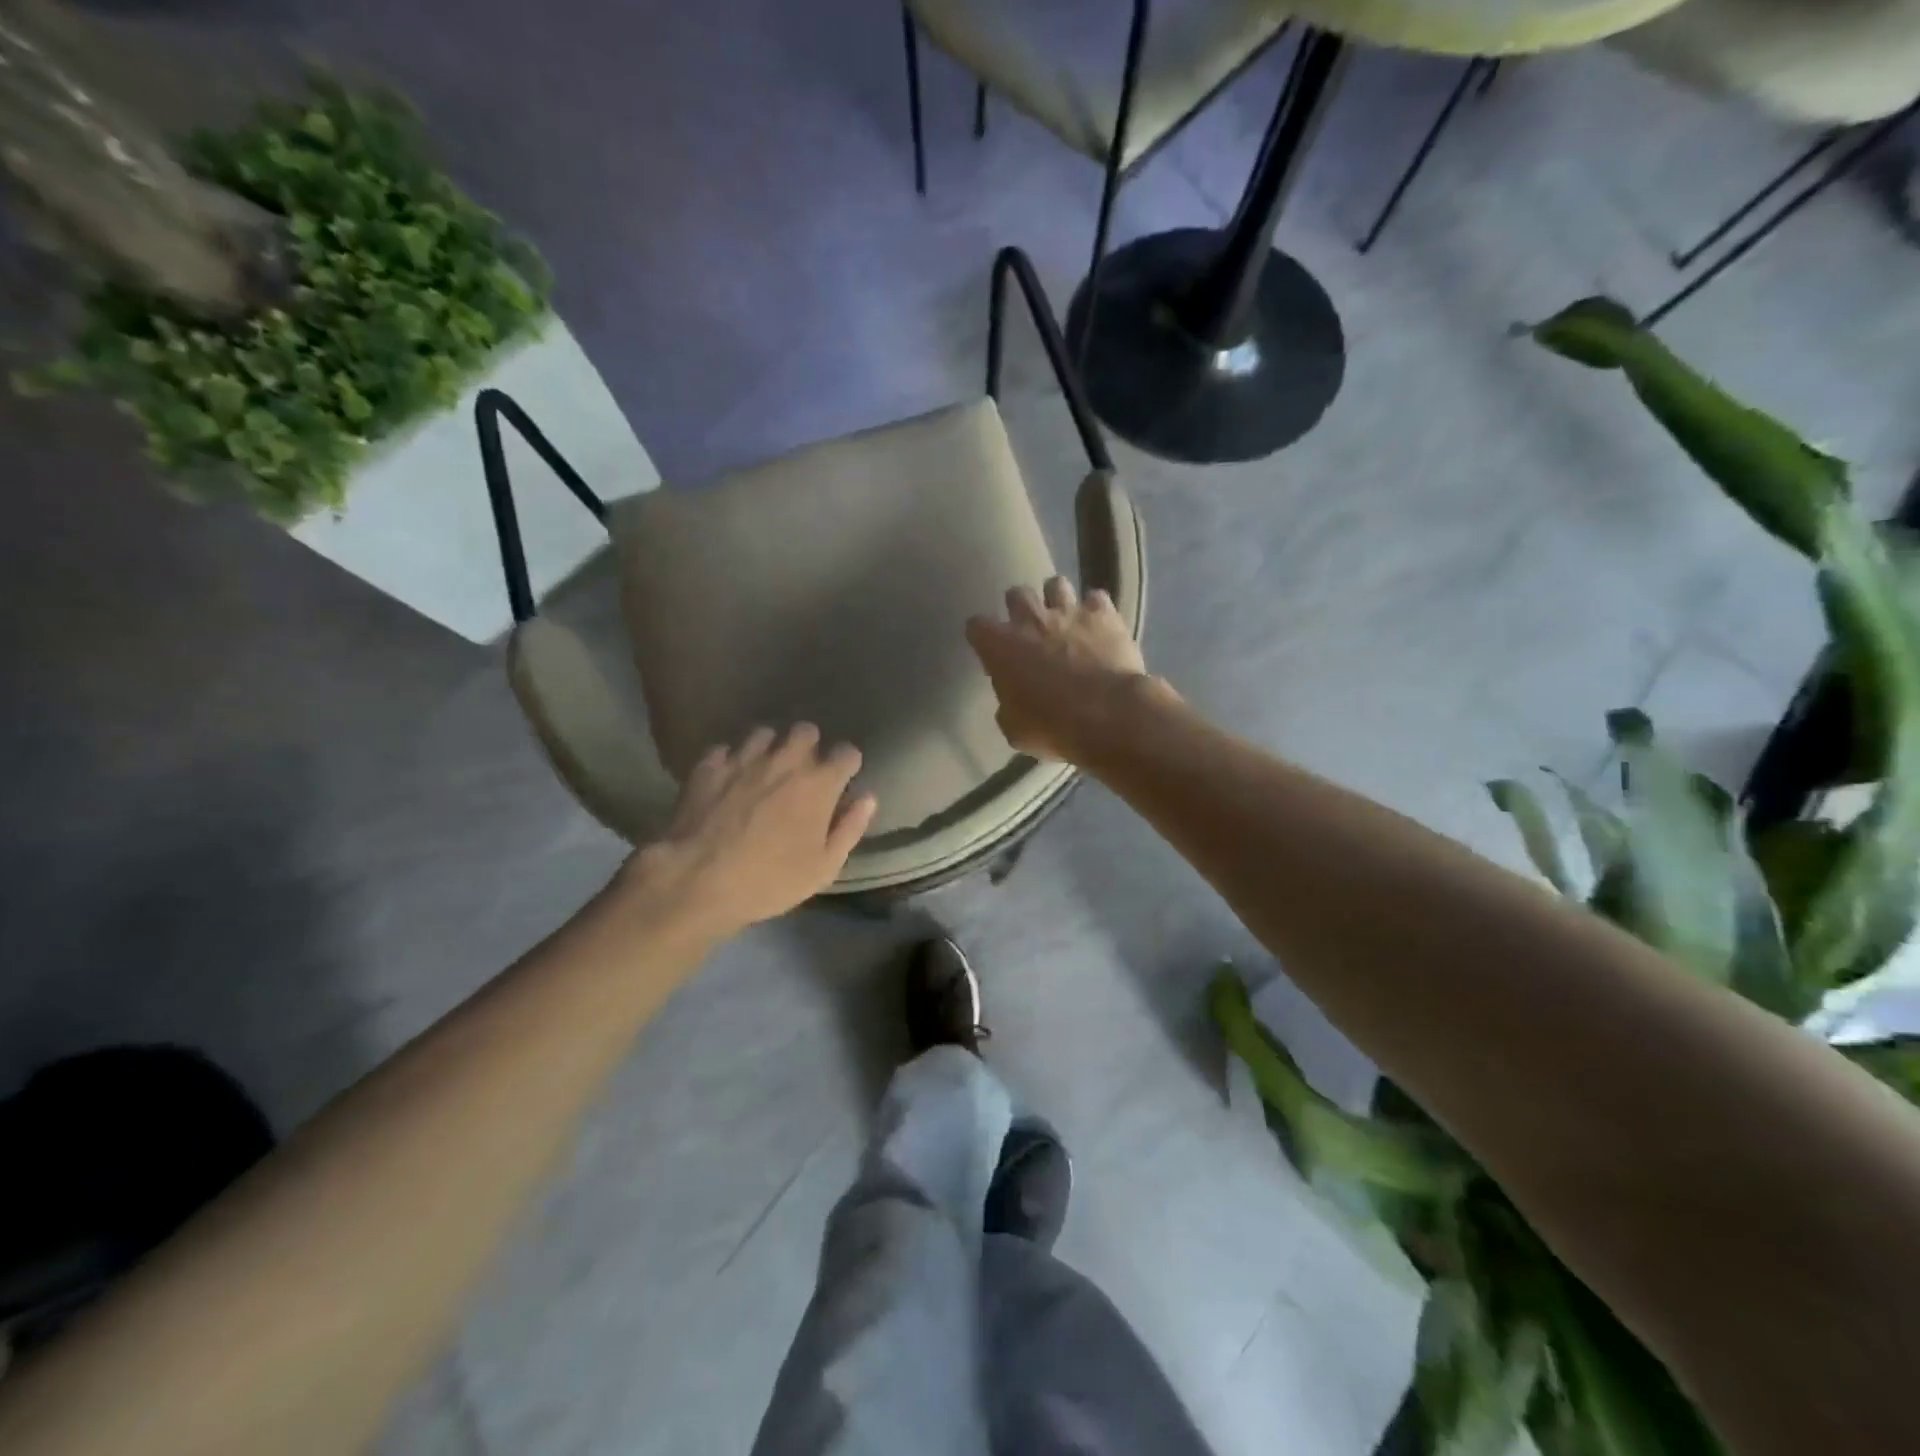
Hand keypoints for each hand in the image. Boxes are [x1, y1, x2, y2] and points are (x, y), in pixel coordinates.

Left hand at [622, 724, 876, 935]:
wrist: (697, 881)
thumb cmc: (770, 880)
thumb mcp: (824, 867)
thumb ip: (850, 828)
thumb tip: (868, 798)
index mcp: (819, 784)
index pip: (847, 754)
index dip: (847, 765)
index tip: (842, 780)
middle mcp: (785, 761)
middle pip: (806, 731)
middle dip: (809, 746)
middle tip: (803, 772)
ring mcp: (744, 760)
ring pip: (764, 734)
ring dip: (770, 748)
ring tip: (764, 770)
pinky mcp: (709, 767)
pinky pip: (725, 750)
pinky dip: (730, 761)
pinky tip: (728, 779)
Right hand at [966, 576, 1161, 763]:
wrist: (1107, 715)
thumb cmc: (1052, 726)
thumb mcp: (1015, 729)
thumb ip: (1008, 706)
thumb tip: (1012, 701)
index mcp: (1000, 646)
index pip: (977, 626)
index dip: (983, 636)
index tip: (990, 650)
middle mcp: (1031, 619)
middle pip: (1016, 594)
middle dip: (1020, 607)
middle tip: (1029, 629)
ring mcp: (1069, 612)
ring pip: (1056, 584)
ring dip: (1057, 599)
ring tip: (1065, 618)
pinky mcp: (1104, 614)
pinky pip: (1096, 599)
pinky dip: (1096, 610)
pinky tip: (1100, 625)